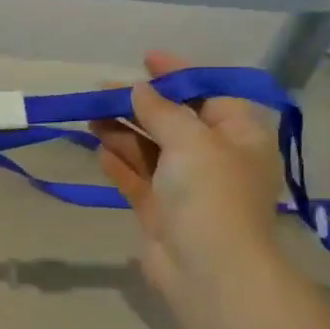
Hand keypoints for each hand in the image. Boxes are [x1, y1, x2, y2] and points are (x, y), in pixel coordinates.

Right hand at [89, 50, 284, 311]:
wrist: (208, 270)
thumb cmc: (210, 193)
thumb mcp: (191, 139)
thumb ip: (162, 110)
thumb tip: (139, 90)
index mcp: (239, 136)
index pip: (209, 94)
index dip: (179, 75)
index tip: (147, 59)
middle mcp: (215, 158)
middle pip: (174, 121)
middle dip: (140, 105)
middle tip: (102, 91)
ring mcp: (187, 187)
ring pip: (151, 150)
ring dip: (123, 132)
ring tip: (90, 117)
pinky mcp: (161, 211)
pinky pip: (138, 179)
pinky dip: (120, 163)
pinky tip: (98, 149)